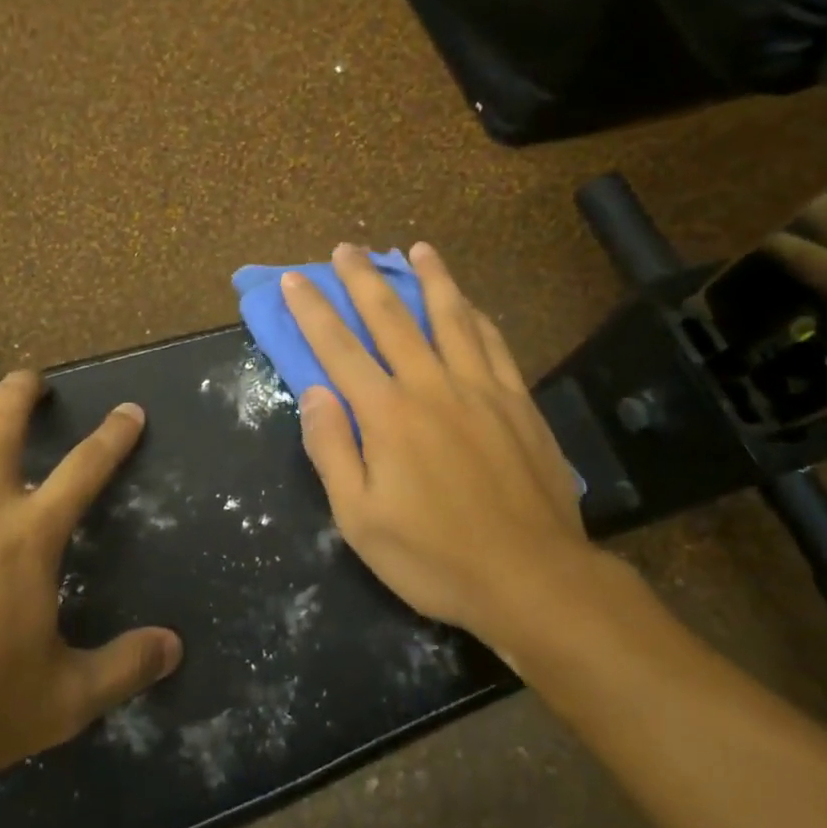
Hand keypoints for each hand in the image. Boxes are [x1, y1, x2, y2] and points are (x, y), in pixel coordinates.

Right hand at [283, 243, 615, 659]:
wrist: (533, 579)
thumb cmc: (434, 556)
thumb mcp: (359, 519)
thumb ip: (332, 449)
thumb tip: (314, 391)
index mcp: (388, 414)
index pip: (339, 348)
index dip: (313, 311)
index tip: (294, 279)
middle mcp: (432, 386)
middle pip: (393, 318)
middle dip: (364, 279)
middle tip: (348, 247)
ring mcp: (481, 389)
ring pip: (451, 318)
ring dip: (431, 278)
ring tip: (418, 249)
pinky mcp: (518, 402)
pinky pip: (493, 344)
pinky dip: (476, 316)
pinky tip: (469, 303)